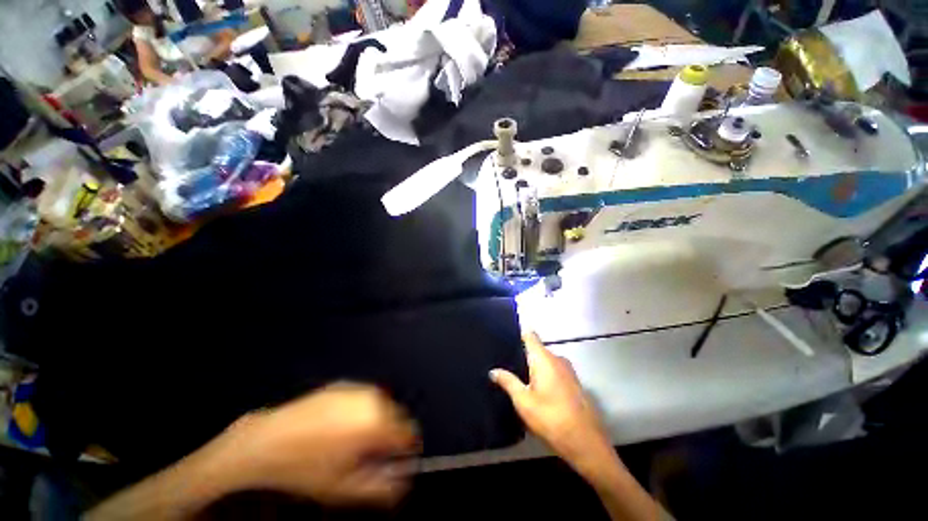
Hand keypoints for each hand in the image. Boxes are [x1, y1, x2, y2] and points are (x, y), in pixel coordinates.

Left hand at [216, 383, 419, 506]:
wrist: (265, 442)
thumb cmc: (306, 469)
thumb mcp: (346, 489)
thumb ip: (384, 487)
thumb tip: (404, 481)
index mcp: (378, 421)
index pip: (410, 433)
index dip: (404, 452)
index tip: (392, 463)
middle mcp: (373, 399)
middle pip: (397, 417)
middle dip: (388, 437)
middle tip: (366, 456)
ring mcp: (357, 388)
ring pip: (381, 407)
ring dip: (375, 424)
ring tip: (350, 443)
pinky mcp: (343, 385)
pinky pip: (363, 400)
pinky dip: (361, 413)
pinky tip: (337, 428)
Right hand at [490, 332, 614, 476]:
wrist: (586, 443)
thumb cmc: (551, 418)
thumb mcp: (523, 401)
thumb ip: (508, 382)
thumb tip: (493, 370)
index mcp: (544, 358)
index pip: (530, 335)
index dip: (518, 334)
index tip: (505, 339)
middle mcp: (557, 359)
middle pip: (537, 349)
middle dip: (522, 354)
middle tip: (505, 363)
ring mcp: (568, 371)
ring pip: (546, 361)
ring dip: (534, 367)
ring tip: (517, 376)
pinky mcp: (574, 383)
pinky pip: (555, 371)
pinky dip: (544, 375)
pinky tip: (536, 390)